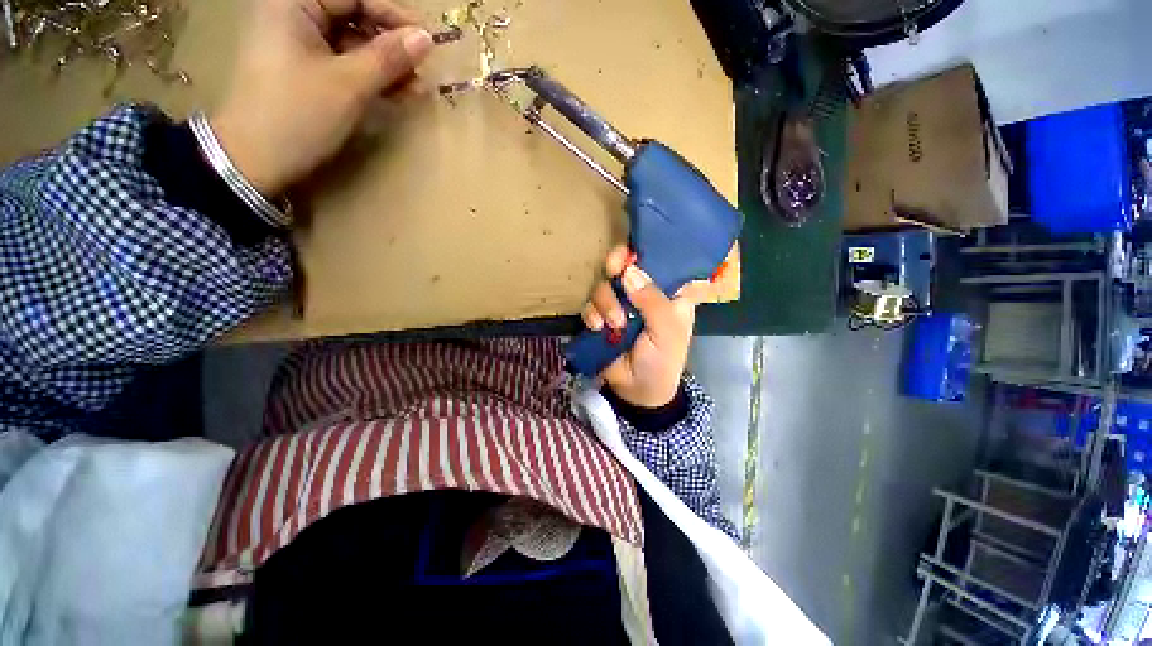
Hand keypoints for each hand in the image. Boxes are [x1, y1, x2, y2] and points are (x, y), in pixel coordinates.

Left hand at [210, 0, 433, 196]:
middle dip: (391, 42)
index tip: (426, 40)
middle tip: (421, 70)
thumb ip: (389, 58)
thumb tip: (426, 38)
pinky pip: (346, 61)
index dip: (393, 14)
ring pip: (353, 40)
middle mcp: (294, 13)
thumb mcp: (348, 85)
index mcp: (293, 3)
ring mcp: (299, 42)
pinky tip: (396, 92)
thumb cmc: (297, 115)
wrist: (255, 160)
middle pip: (354, 14)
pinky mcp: (305, 68)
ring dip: (387, 63)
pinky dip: (372, 76)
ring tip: (415, 89)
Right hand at [581, 245, 711, 407]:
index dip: (645, 252)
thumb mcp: (667, 332)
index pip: (660, 260)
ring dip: (605, 302)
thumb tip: (629, 272)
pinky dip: (591, 314)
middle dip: (616, 266)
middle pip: (625, 265)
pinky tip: (598, 329)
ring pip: (604, 285)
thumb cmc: (663, 361)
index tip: (632, 253)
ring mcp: (619, 304)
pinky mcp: (600, 317)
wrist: (638, 392)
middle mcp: (642, 293)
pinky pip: (590, 305)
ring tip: (614, 325)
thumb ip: (652, 301)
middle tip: (613, 271)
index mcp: (668, 293)